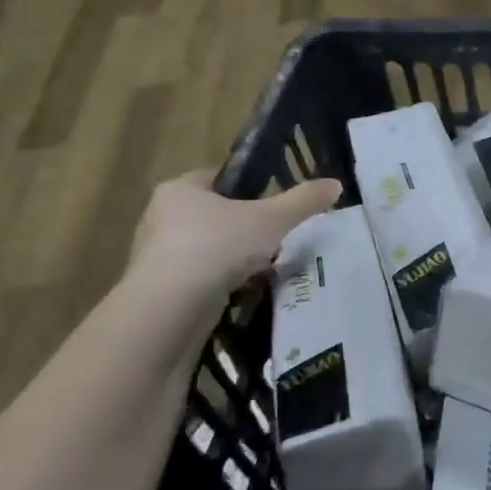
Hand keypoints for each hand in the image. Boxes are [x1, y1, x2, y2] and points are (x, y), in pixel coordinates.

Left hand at [128, 170, 342, 301]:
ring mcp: (155, 257)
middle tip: (276, 240)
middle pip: (214, 216)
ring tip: (265, 272)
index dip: (248, 188)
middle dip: (245, 229)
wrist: (170, 311)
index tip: (274, 205)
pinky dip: (221, 286)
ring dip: (234, 260)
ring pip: (208, 250)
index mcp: (179, 189)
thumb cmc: (217, 248)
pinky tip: (243, 296)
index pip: (218, 179)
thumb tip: (335, 184)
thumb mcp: (271, 220)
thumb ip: (303, 201)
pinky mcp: (159, 291)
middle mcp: (160, 217)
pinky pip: (199, 280)